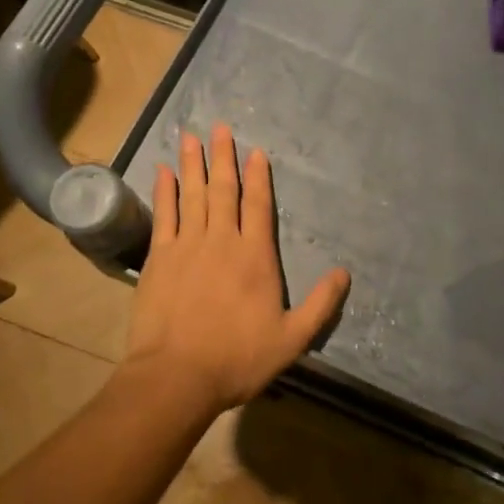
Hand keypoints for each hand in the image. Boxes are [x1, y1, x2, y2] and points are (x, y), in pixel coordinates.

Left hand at [123, 124, 350, 413]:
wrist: (177, 376)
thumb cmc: (238, 358)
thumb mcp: (292, 339)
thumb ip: (321, 305)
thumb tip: (344, 273)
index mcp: (255, 256)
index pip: (259, 205)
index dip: (258, 177)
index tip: (255, 151)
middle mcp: (222, 241)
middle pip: (224, 190)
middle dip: (223, 157)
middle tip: (220, 127)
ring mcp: (187, 246)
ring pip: (192, 195)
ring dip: (193, 164)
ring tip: (192, 136)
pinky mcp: (159, 258)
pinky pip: (163, 215)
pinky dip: (164, 191)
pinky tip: (164, 172)